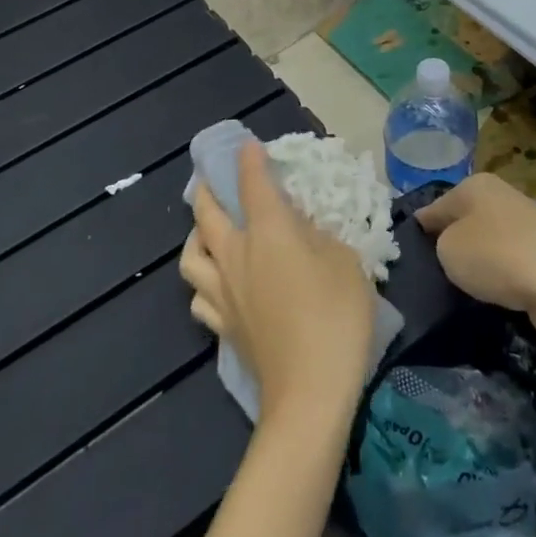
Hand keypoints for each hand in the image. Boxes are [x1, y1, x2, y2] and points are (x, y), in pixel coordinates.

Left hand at [179, 140, 376, 423]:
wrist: (310, 390)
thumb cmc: (336, 317)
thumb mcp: (345, 263)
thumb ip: (320, 237)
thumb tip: (301, 229)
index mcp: (268, 232)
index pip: (253, 183)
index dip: (249, 160)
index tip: (247, 145)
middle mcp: (236, 255)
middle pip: (206, 213)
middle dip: (208, 189)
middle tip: (213, 180)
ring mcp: (223, 292)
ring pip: (190, 256)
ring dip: (195, 236)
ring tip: (207, 232)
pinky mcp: (222, 326)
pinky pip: (198, 297)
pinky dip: (203, 284)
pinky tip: (216, 285)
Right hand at [416, 174, 535, 335]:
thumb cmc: (496, 256)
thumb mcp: (447, 249)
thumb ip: (439, 244)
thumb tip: (450, 246)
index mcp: (473, 185)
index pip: (432, 207)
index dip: (417, 231)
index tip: (406, 256)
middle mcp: (500, 195)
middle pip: (463, 222)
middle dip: (450, 245)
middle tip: (433, 274)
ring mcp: (526, 222)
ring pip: (487, 242)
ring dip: (478, 262)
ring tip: (464, 288)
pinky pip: (510, 261)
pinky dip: (502, 275)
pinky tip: (495, 294)